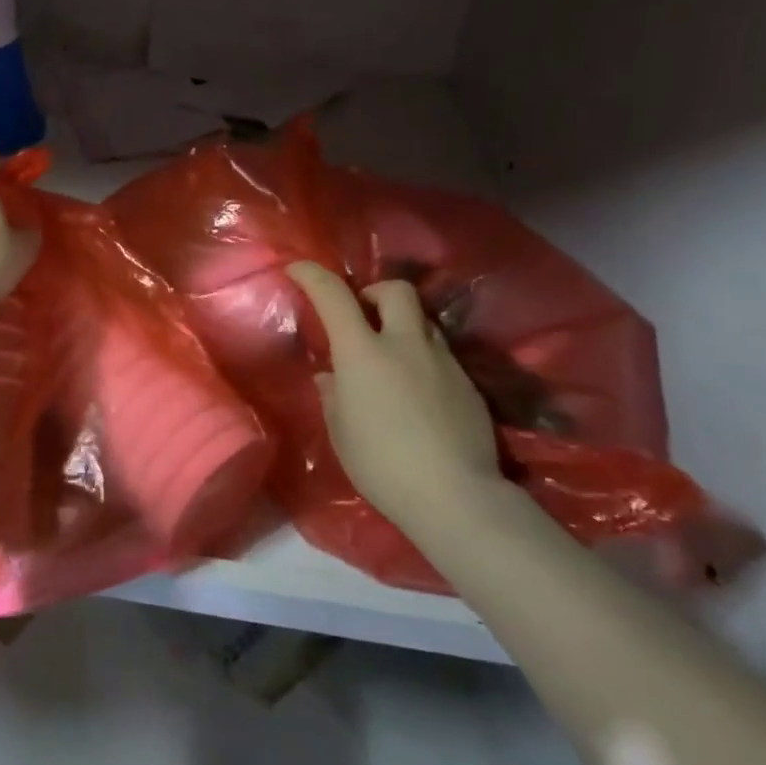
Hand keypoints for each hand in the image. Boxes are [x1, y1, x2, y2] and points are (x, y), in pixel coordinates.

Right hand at [288, 262, 502, 523]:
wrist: (455, 496)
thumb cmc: (381, 463)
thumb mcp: (340, 430)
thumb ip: (333, 394)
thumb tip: (332, 376)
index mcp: (363, 352)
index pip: (334, 295)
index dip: (312, 275)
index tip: (297, 268)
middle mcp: (405, 344)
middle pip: (395, 290)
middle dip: (374, 292)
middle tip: (362, 314)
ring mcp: (442, 361)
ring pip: (423, 321)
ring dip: (402, 325)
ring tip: (391, 355)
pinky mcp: (468, 384)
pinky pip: (441, 354)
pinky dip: (422, 358)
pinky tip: (417, 391)